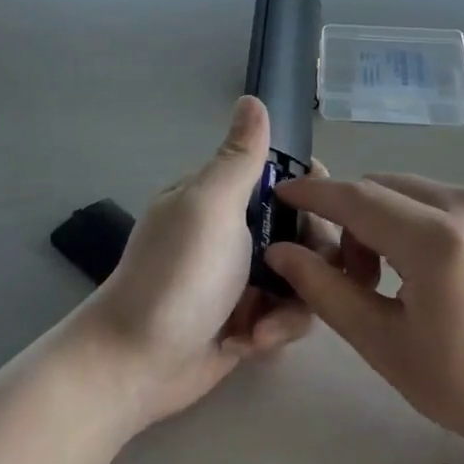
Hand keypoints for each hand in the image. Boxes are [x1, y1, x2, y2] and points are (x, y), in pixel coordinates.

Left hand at [77, 96, 354, 433]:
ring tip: (265, 325)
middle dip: (312, 256)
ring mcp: (246, 278)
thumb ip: (240, 158)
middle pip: (307, 229)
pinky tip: (252, 342)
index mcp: (225, 197)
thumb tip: (252, 99)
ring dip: (294, 302)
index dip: (313, 193)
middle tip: (298, 275)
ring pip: (307, 275)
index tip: (324, 210)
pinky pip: (291, 313)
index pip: (286, 179)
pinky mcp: (251, 319)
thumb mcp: (211, 207)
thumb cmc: (177, 275)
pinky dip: (277, 329)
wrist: (138, 364)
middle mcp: (238, 233)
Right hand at [266, 175, 463, 463]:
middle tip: (350, 272)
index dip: (314, 194)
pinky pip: (453, 199)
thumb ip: (326, 290)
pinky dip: (427, 220)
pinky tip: (439, 268)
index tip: (282, 194)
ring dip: (390, 218)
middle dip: (353, 217)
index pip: (357, 198)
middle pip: (386, 187)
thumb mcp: (386, 345)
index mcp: (439, 242)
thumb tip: (280, 250)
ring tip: (398, 275)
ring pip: (419, 190)